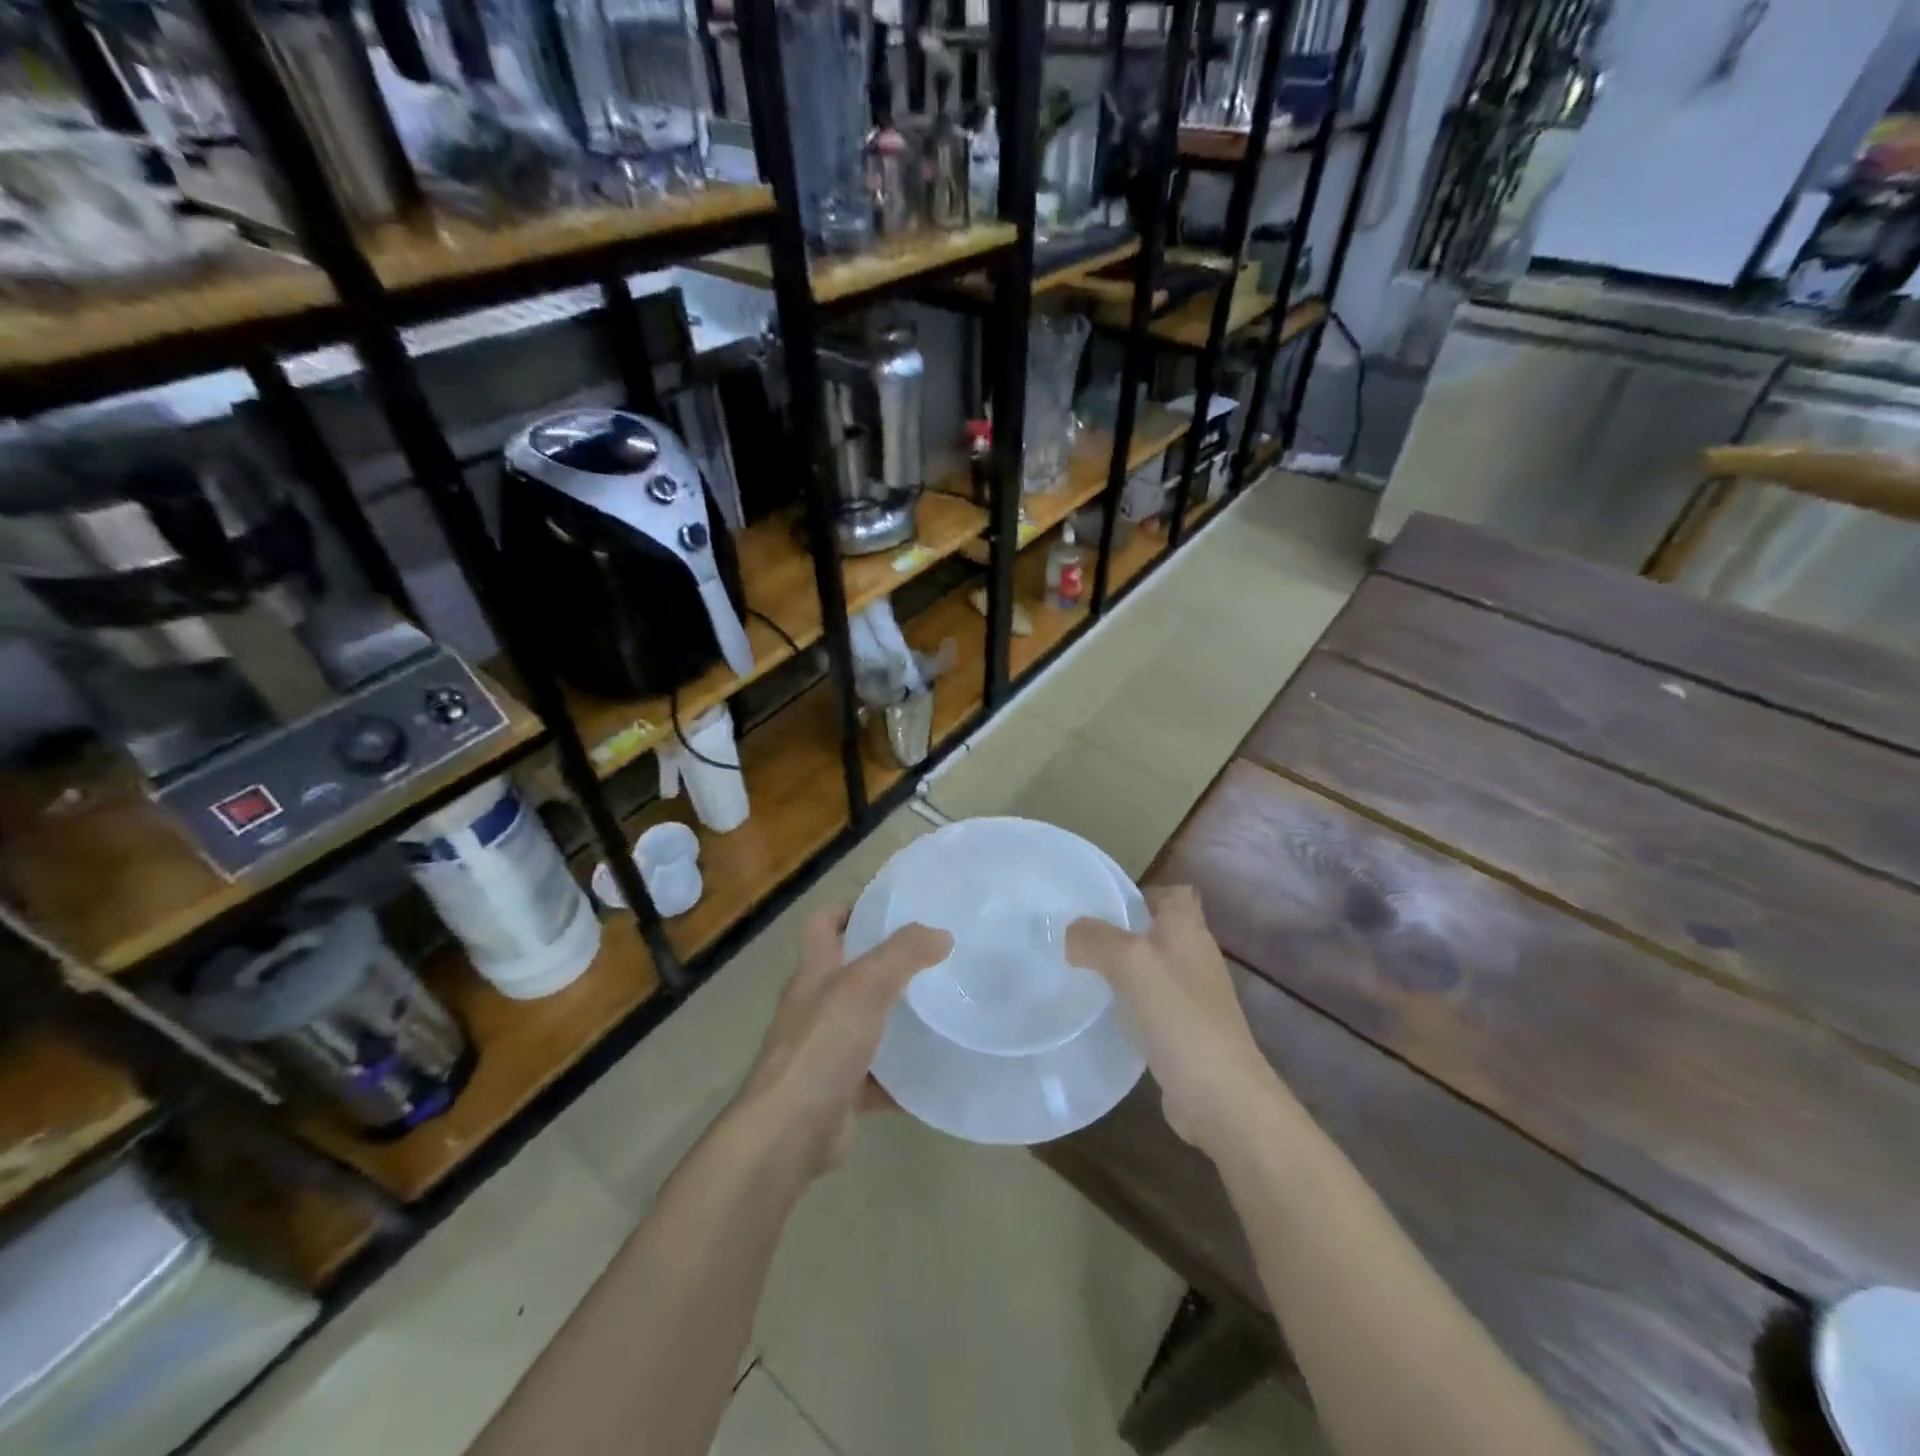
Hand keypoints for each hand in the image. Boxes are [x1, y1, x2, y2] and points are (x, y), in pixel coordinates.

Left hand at [734, 905, 951, 1179]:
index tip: (890, 908)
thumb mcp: (866, 985)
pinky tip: (935, 1070)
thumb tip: (941, 934)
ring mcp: (824, 1050)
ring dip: (895, 1019)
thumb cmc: (823, 1044)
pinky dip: (901, 1075)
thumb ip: (904, 954)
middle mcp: (814, 1006)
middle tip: (932, 957)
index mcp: (814, 972)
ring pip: (865, 1024)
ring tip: (941, 1008)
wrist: (790, 1132)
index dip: (850, 909)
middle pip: (848, 973)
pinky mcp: (839, 1092)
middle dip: (885, 964)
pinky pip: (877, 1077)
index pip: (823, 923)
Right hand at [1066, 885, 1280, 1156]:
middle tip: (1083, 941)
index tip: (1105, 907)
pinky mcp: (1189, 1033)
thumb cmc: (1177, 1014)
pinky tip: (1107, 1017)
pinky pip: (1154, 1006)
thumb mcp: (1127, 962)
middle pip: (1160, 931)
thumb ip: (1094, 938)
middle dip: (1124, 933)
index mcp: (1188, 929)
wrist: (1220, 1094)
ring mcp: (1196, 998)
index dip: (1143, 893)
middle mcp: (1196, 957)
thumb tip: (1072, 934)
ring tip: (1086, 975)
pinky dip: (1132, 1006)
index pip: (1173, 893)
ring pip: (1155, 969)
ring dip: (1125, 970)